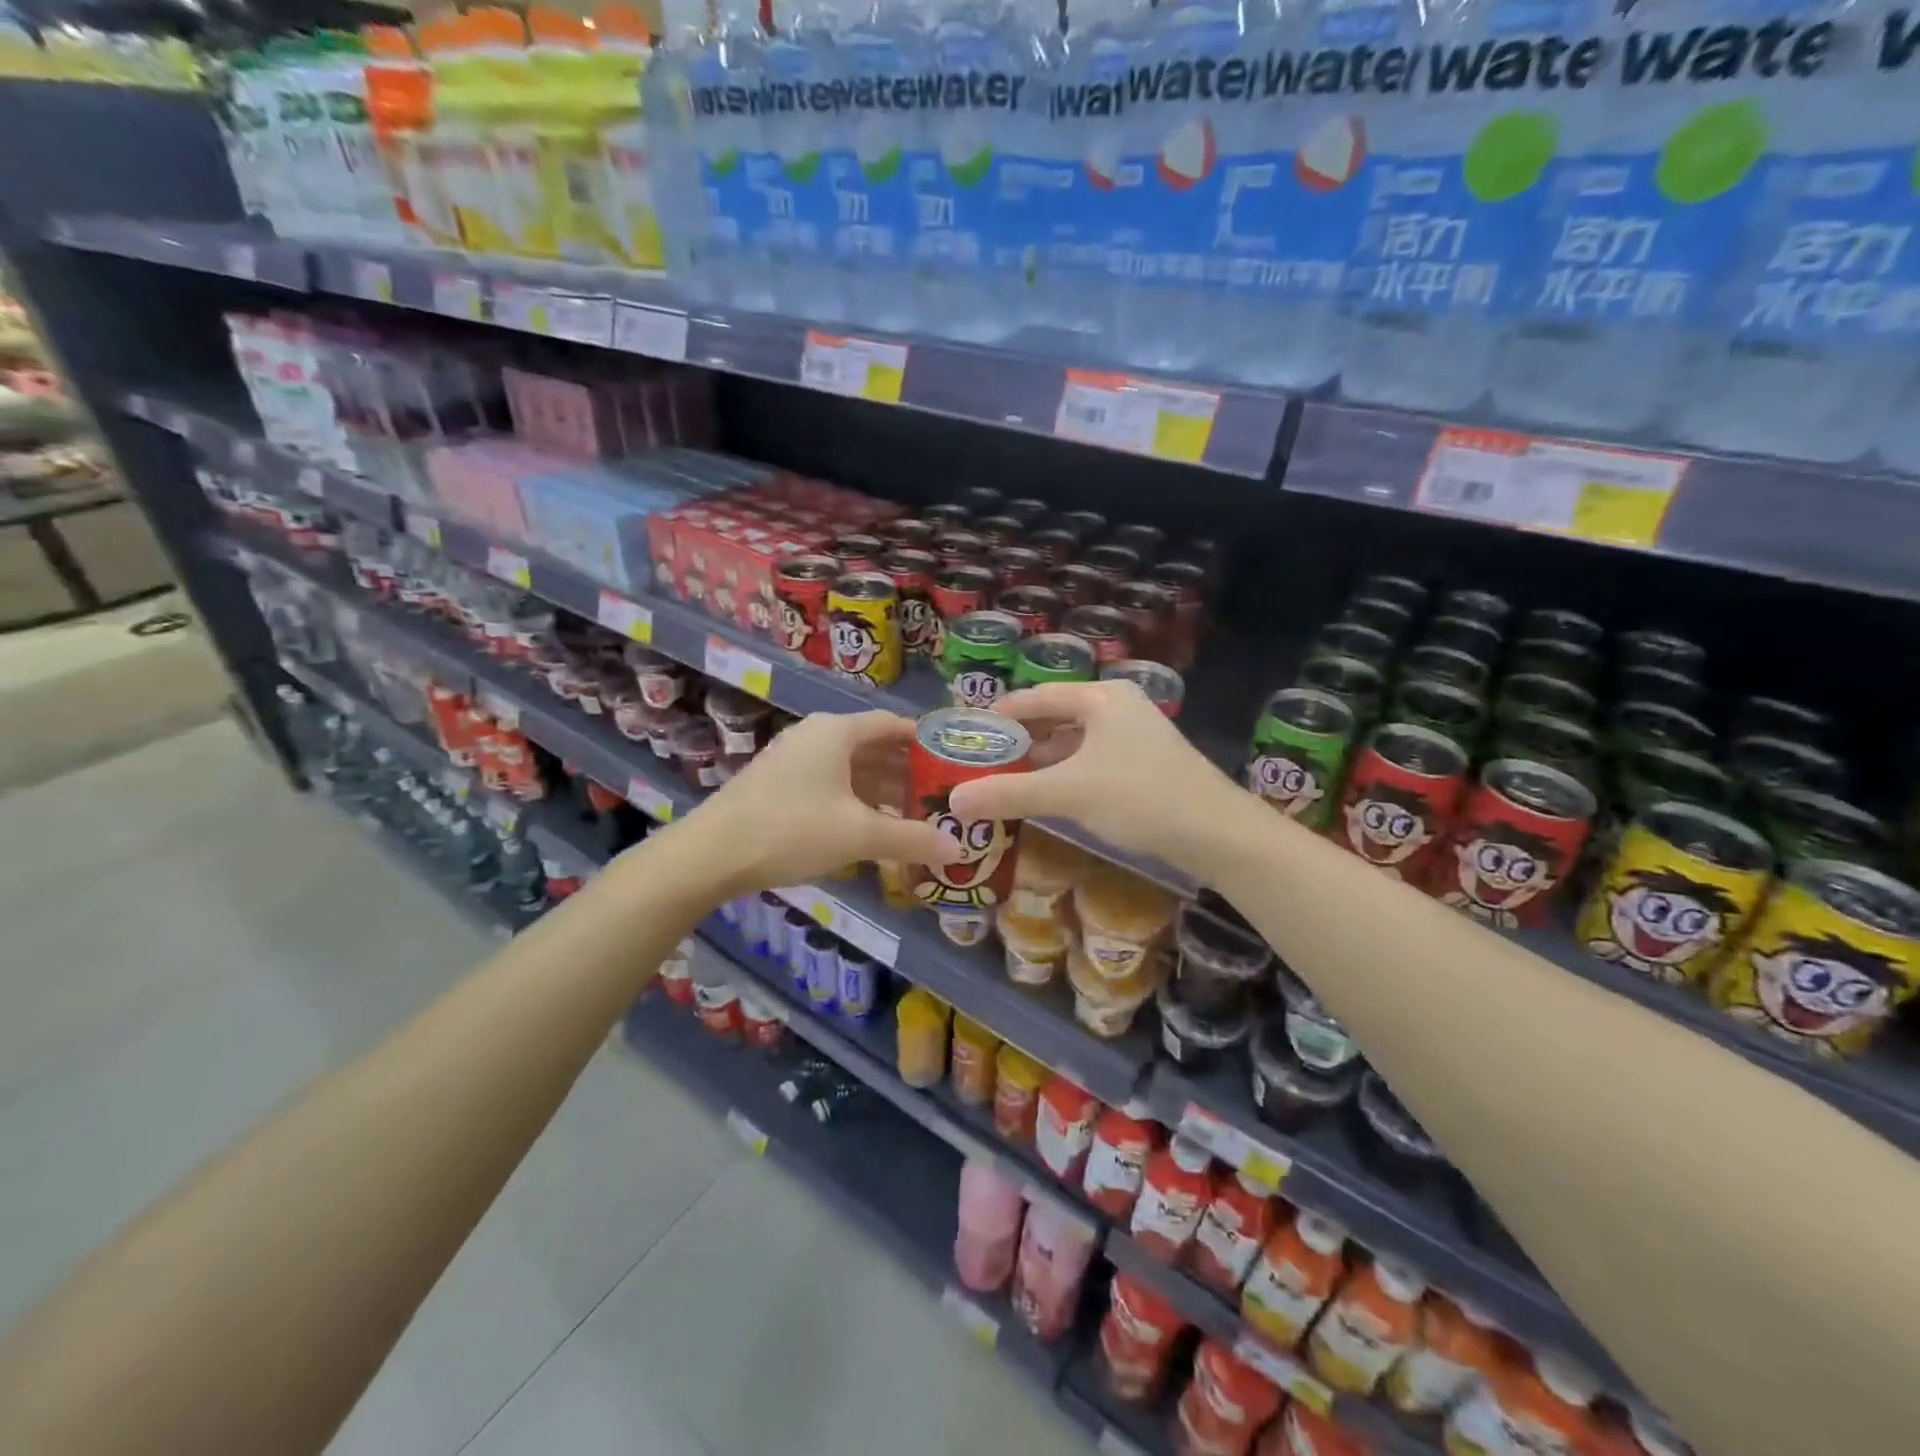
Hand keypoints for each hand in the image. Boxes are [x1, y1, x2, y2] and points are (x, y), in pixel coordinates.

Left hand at [669, 710, 958, 899]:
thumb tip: (958, 849)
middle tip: (939, 797)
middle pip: (873, 746)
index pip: (893, 724)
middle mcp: (816, 735)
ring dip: (881, 789)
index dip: (925, 742)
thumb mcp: (859, 835)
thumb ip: (911, 838)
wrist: (711, 854)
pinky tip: (870, 828)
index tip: (953, 763)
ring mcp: (794, 758)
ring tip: (912, 816)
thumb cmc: (792, 829)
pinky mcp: (780, 783)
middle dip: (907, 771)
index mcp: (836, 730)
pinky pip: (831, 783)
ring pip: (851, 767)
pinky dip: (856, 800)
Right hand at [947, 680, 1243, 877]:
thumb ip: (1009, 794)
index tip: (966, 736)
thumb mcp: (1068, 793)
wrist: (1219, 834)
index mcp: (1101, 697)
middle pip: (1054, 718)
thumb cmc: (1140, 797)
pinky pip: (1092, 760)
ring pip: (1074, 742)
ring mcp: (1136, 734)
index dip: (997, 716)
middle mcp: (1119, 706)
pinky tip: (1048, 796)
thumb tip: (955, 801)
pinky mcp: (1146, 762)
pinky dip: (1066, 774)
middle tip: (981, 764)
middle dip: (1017, 742)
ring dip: (1041, 761)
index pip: (1034, 698)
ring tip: (1006, 782)